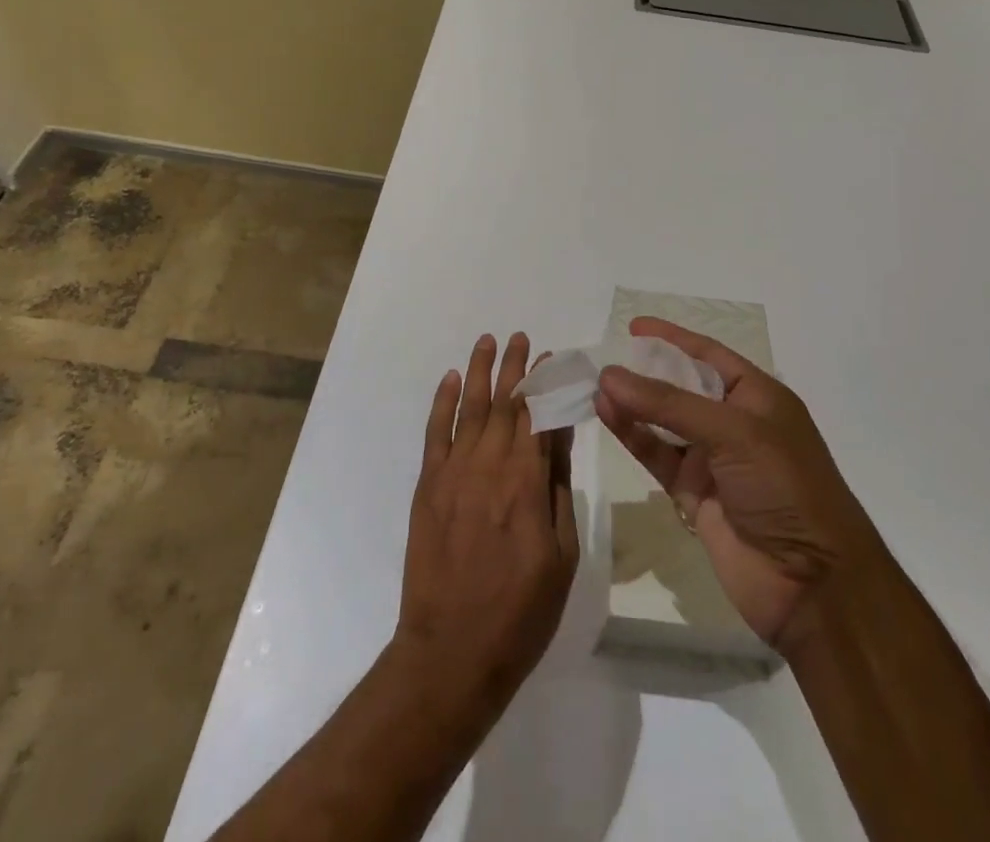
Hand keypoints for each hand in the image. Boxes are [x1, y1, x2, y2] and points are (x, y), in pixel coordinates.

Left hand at [394, 333, 579, 714]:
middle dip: (516, 367)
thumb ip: (558, 489)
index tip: (553, 357)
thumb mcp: (562, 555)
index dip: (546, 384)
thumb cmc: (521, 612)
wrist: (451, 652)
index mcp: (527, 483)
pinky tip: (452, 379)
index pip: (539, 416)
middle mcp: (489, 466)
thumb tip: (560, 436)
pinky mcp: (427, 486)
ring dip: (481, 371)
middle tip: (523, 337)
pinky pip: (435, 433)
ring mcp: (453, 473)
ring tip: (488, 341)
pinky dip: (443, 402)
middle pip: (506, 403)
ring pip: (470, 408)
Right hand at [595, 318, 877, 653]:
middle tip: (605, 356)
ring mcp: (713, 460)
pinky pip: (657, 455)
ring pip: (664, 422)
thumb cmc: (785, 487)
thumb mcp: (733, 432)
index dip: (673, 338)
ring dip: (633, 404)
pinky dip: (633, 436)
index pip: (709, 355)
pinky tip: (607, 415)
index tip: (634, 327)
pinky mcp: (694, 494)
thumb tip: (610, 375)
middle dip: (646, 371)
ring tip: (597, 386)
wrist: (813, 584)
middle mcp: (734, 423)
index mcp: (758, 397)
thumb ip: (669, 403)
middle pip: (682, 386)